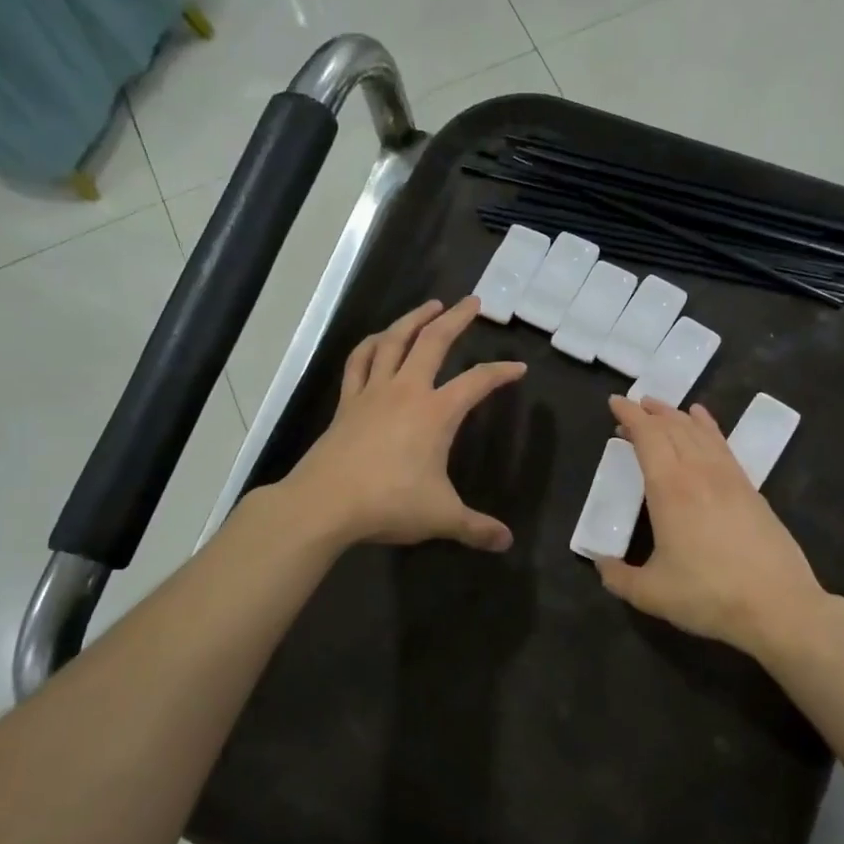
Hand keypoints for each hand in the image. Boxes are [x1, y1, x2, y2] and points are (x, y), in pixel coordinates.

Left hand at [283, 298, 526, 551]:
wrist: (325, 504)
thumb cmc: (389, 503)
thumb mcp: (441, 517)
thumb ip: (475, 528)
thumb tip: (506, 542)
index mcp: (436, 413)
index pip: (477, 382)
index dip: (500, 373)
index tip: (518, 367)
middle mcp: (406, 391)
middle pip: (433, 342)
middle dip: (456, 319)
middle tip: (472, 302)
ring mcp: (372, 393)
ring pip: (393, 341)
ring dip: (413, 319)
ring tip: (429, 306)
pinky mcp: (347, 403)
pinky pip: (359, 362)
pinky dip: (370, 344)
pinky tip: (378, 338)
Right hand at [595, 395, 833, 659]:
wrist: (777, 605)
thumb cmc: (708, 595)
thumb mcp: (651, 593)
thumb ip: (618, 577)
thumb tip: (600, 564)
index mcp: (670, 489)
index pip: (647, 437)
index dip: (630, 416)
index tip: (615, 402)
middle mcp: (699, 473)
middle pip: (673, 428)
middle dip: (650, 412)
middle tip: (633, 406)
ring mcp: (729, 478)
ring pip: (699, 433)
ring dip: (676, 416)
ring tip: (661, 408)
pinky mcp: (750, 489)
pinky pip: (723, 445)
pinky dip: (709, 427)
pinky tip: (703, 421)